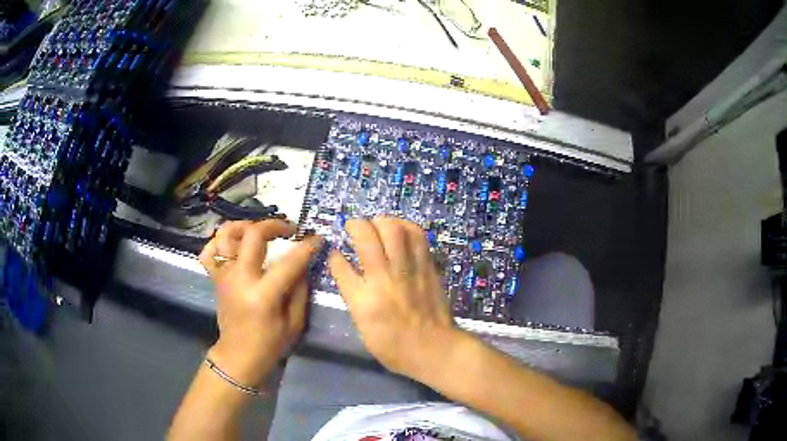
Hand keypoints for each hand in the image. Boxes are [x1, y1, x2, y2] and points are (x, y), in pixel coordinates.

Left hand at [199, 220, 322, 386]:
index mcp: (263, 294)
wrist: (238, 356)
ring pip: (226, 235)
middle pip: (253, 235)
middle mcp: (239, 278)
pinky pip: (209, 252)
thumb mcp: (294, 323)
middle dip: (274, 225)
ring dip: (244, 226)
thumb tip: (303, 263)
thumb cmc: (270, 344)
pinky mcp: (215, 278)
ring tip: (259, 231)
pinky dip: (219, 243)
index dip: (306, 246)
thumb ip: (299, 290)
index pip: (288, 261)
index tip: (317, 238)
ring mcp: (223, 276)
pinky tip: (233, 245)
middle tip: (289, 229)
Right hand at [328, 217, 461, 380]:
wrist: (435, 350)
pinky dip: (406, 227)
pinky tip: (400, 230)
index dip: (334, 255)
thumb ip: (354, 299)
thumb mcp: (363, 329)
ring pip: (393, 230)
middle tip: (354, 227)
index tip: (335, 252)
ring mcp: (408, 271)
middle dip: (356, 225)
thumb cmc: (394, 348)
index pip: (340, 267)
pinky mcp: (427, 268)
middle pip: (367, 238)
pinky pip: (417, 237)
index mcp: (363, 301)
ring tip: (377, 225)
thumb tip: (348, 273)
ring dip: (381, 221)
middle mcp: (383, 280)